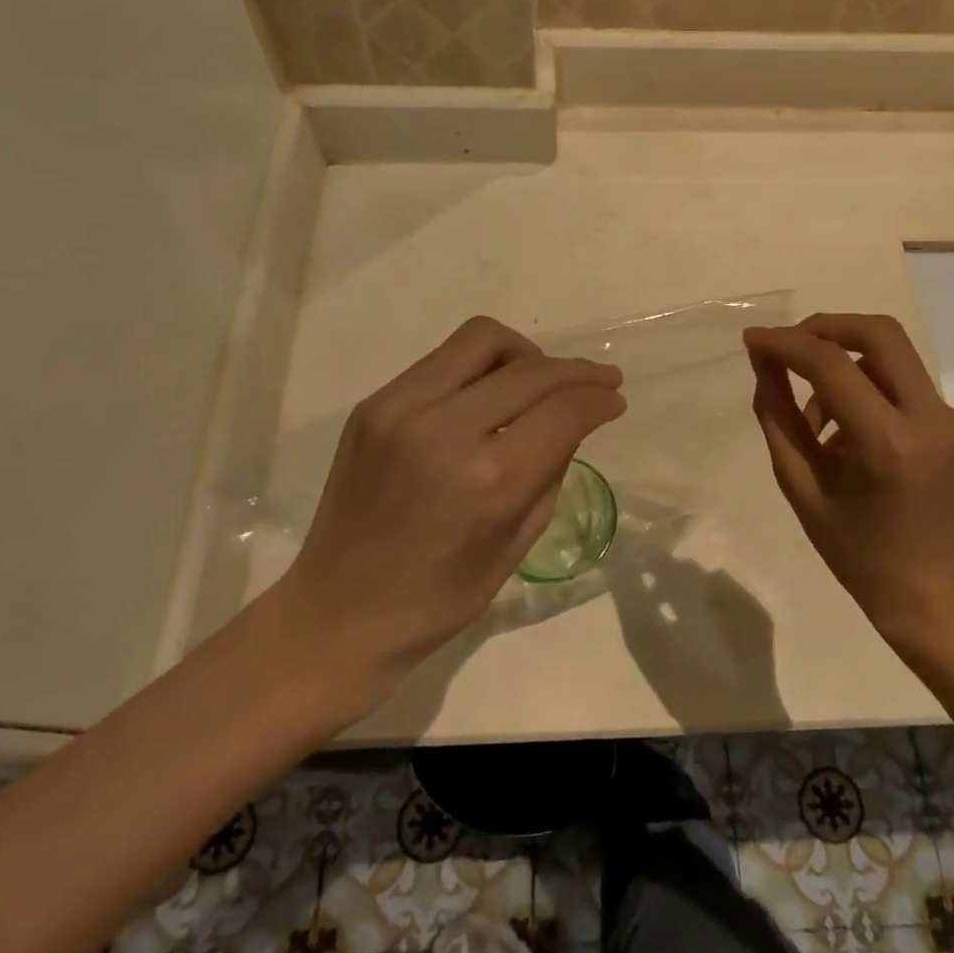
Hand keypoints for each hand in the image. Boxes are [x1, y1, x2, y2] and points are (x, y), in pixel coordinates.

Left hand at [273, 317, 624, 687]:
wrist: (337, 613)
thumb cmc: (438, 599)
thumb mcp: (516, 546)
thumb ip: (550, 473)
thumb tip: (570, 422)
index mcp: (489, 480)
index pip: (563, 410)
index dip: (599, 398)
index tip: (615, 399)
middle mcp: (445, 430)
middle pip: (531, 369)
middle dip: (577, 371)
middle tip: (599, 381)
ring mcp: (401, 409)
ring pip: (483, 339)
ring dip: (527, 354)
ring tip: (540, 380)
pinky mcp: (374, 404)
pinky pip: (443, 360)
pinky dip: (481, 367)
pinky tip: (489, 394)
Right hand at [744, 313, 953, 644]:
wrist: (930, 593)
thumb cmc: (854, 550)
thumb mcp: (800, 485)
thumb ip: (777, 416)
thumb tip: (763, 361)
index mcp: (889, 445)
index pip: (833, 366)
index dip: (787, 344)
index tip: (753, 340)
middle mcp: (933, 421)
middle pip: (880, 334)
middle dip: (825, 327)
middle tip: (787, 345)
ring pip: (892, 358)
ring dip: (844, 365)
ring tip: (813, 419)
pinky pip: (905, 387)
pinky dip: (868, 391)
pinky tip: (847, 434)